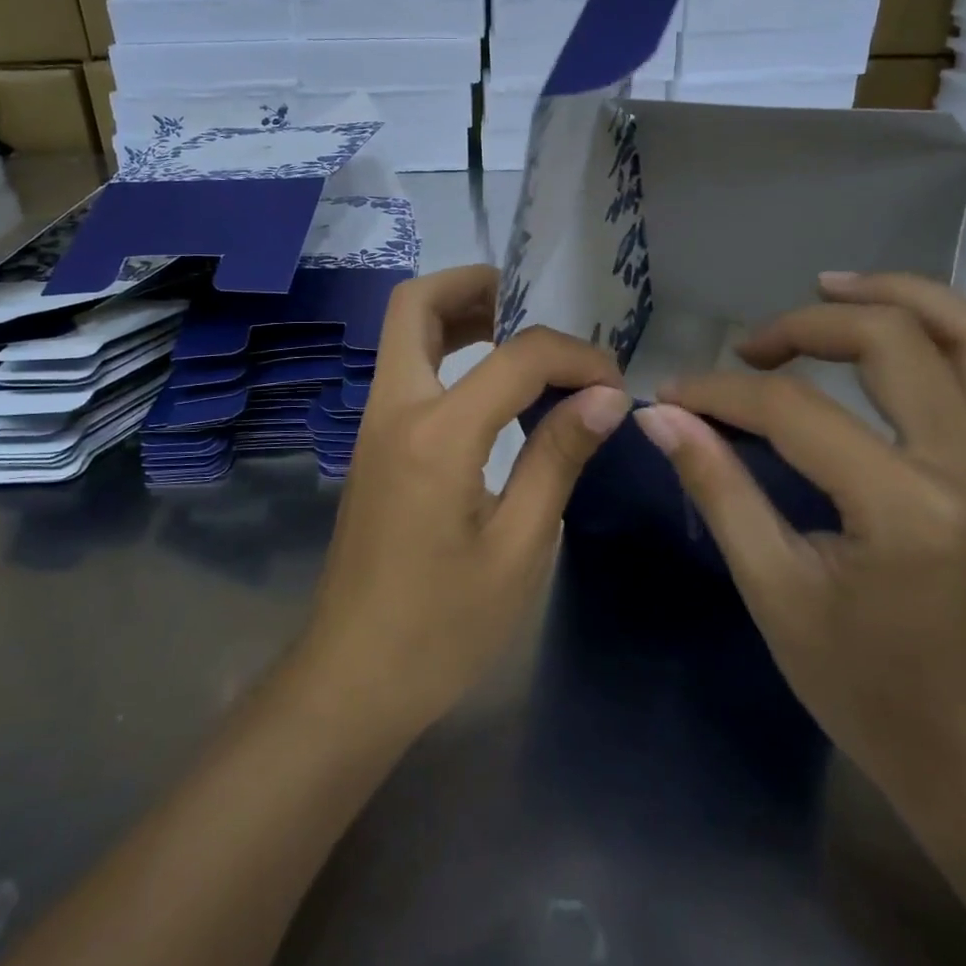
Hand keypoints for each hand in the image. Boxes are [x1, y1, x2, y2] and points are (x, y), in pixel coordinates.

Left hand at [299, 266, 630, 738]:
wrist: (353, 679)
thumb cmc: (442, 627)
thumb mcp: (518, 547)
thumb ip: (558, 457)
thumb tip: (605, 396)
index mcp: (436, 435)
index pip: (515, 357)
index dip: (573, 356)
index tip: (612, 385)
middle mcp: (394, 411)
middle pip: (416, 305)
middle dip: (476, 286)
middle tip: (535, 305)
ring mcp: (374, 426)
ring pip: (405, 333)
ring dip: (458, 315)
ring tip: (520, 336)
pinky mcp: (373, 447)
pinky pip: (407, 370)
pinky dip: (447, 352)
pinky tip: (492, 388)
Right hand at [633, 274, 965, 804]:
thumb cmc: (867, 688)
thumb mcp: (775, 592)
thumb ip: (719, 489)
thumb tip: (659, 416)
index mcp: (905, 507)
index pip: (794, 409)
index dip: (721, 391)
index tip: (674, 395)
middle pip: (892, 341)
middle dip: (806, 325)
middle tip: (752, 345)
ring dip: (904, 295)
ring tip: (835, 286)